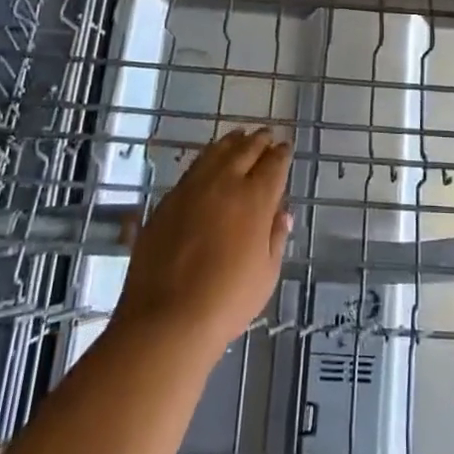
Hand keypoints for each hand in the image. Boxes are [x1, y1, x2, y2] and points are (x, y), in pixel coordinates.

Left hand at [115, 128, 292, 353]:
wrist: (167, 319)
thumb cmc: (227, 301)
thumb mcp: (266, 274)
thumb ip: (275, 237)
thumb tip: (282, 213)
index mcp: (255, 199)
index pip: (274, 165)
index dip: (281, 154)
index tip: (285, 147)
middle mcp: (225, 184)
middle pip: (245, 150)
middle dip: (259, 141)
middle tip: (266, 135)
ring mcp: (193, 189)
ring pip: (216, 152)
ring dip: (232, 142)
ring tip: (239, 136)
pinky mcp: (168, 201)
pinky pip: (193, 168)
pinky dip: (207, 157)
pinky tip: (209, 160)